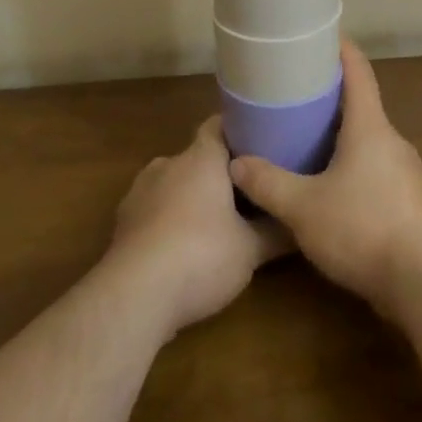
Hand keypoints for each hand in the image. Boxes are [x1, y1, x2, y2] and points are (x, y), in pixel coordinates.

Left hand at [106, 116, 285, 337]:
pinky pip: (153, 210)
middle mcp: (168, 164)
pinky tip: (182, 250)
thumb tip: (299, 224)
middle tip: (246, 194)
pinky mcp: (122, 223)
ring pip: (173, 184)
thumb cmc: (201, 255)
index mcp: (201, 158)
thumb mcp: (251, 249)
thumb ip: (276, 233)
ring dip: (192, 199)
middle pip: (198, 158)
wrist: (134, 296)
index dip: (239, 132)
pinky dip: (168, 222)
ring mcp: (139, 192)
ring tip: (215, 224)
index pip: (219, 125)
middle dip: (219, 174)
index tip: (260, 145)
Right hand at [228, 39, 421, 316]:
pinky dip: (354, 168)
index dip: (342, 50)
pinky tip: (332, 190)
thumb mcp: (303, 206)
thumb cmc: (362, 227)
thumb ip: (267, 183)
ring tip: (309, 143)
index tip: (324, 36)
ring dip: (343, 137)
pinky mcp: (410, 202)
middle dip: (333, 99)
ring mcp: (406, 172)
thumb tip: (236, 164)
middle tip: (298, 96)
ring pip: (370, 142)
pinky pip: (377, 171)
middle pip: (363, 106)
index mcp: (370, 126)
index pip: (359, 72)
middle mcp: (391, 140)